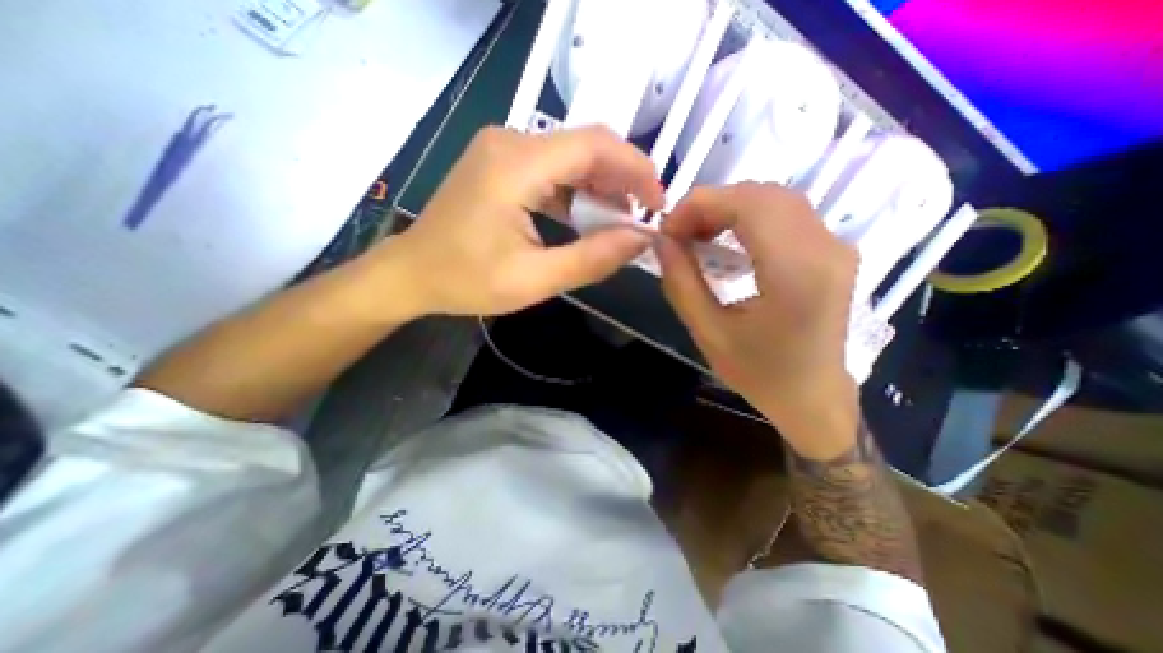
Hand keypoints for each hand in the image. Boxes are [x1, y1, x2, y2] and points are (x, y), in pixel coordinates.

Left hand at [375, 125, 662, 317]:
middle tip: (644, 216)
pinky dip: (577, 190)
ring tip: (621, 221)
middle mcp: (510, 141)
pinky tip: (587, 216)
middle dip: (623, 178)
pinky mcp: (500, 162)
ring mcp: (503, 148)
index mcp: (516, 165)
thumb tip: (641, 240)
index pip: (594, 146)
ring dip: (601, 186)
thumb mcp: (535, 279)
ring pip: (571, 155)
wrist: (412, 273)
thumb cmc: (467, 281)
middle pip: (586, 145)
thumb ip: (593, 259)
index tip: (657, 203)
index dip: (635, 170)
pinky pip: (553, 167)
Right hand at [659, 179, 855, 453]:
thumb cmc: (760, 374)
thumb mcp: (708, 333)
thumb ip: (681, 282)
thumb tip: (661, 241)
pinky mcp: (833, 251)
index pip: (748, 204)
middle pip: (762, 194)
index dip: (700, 205)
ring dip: (729, 208)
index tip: (667, 229)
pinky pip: (786, 214)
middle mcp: (826, 248)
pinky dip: (748, 217)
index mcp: (796, 273)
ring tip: (697, 236)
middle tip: (679, 233)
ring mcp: (836, 246)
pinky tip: (726, 240)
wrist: (814, 398)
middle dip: (711, 204)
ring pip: (775, 199)